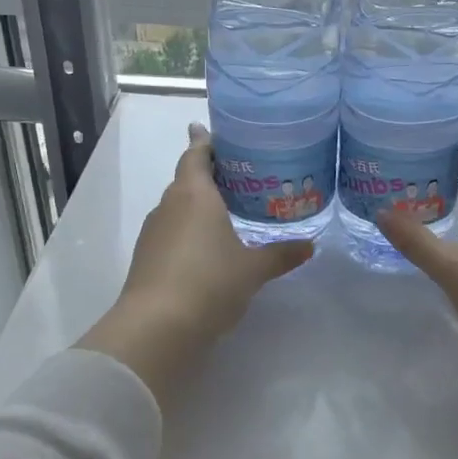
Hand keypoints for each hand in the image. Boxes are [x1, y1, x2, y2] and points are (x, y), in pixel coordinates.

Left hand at [79, 123, 312, 400]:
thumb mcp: (253, 269)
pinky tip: (206, 247)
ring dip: (197, 205)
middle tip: (236, 174)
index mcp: (194, 195)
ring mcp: (153, 233)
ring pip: (177, 208)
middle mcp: (169, 206)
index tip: (208, 130)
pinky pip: (171, 232)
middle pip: (186, 180)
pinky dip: (188, 230)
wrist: (157, 328)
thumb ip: (281, 254)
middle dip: (207, 174)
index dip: (204, 142)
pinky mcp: (146, 259)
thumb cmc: (210, 283)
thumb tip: (310, 246)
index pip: (196, 155)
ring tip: (226, 210)